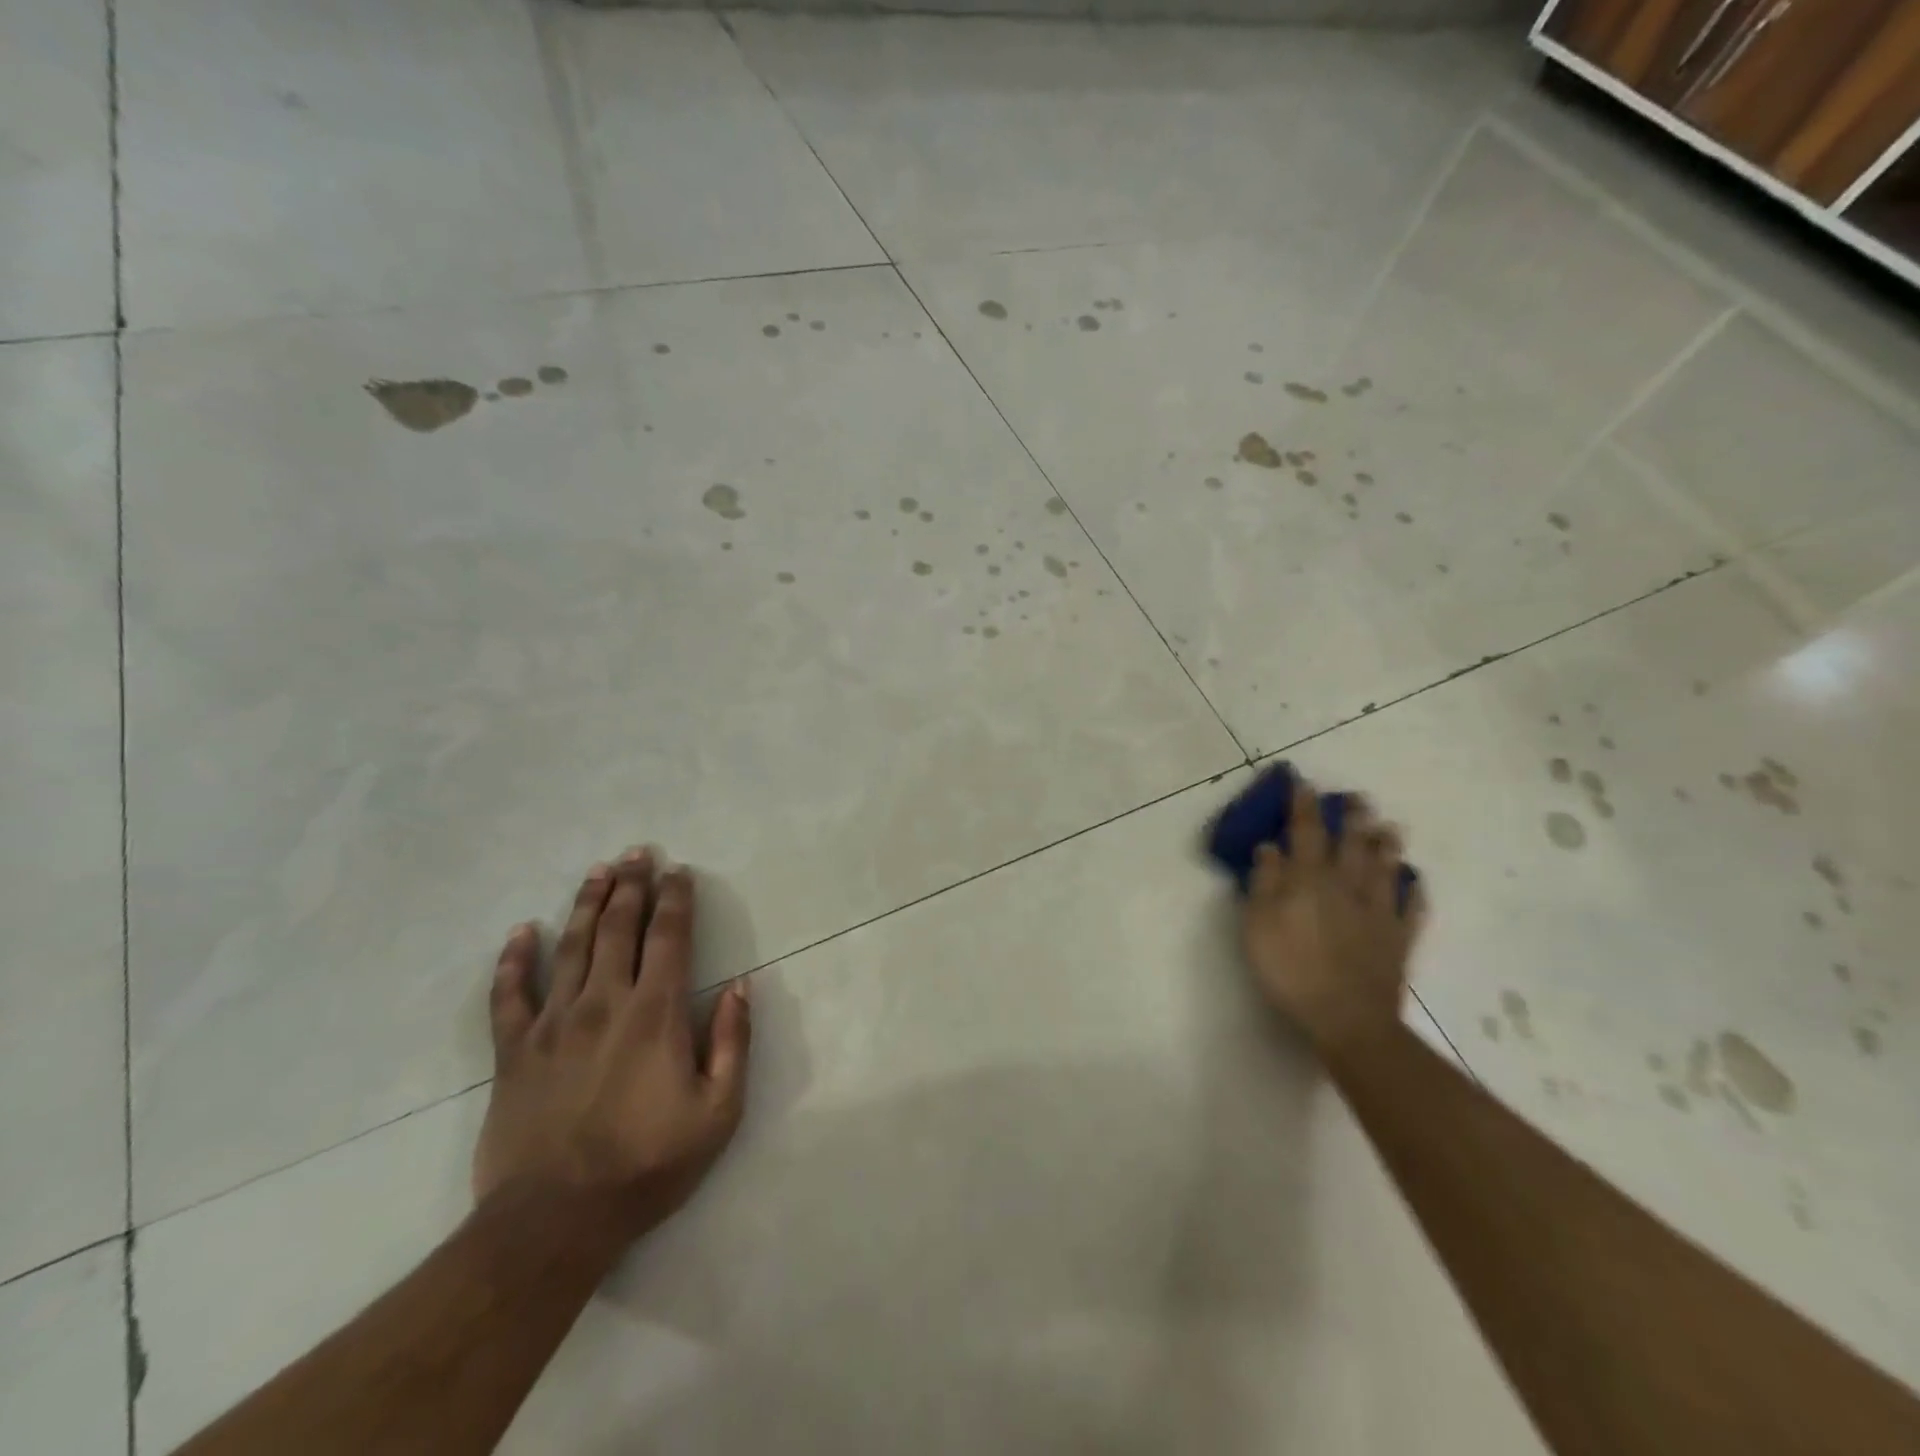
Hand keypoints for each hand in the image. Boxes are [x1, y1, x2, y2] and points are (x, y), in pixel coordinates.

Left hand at [473, 848, 751, 1248]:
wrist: (554, 1221)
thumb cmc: (647, 1165)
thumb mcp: (718, 1112)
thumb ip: (732, 1043)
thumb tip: (741, 987)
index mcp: (656, 1013)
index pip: (670, 938)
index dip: (676, 900)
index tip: (679, 871)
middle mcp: (605, 1002)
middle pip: (620, 928)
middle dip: (632, 886)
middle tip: (637, 852)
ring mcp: (553, 1023)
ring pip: (571, 947)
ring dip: (586, 904)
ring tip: (597, 871)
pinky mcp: (514, 1051)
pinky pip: (509, 995)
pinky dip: (513, 960)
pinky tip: (520, 932)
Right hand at [1240, 773, 1425, 1053]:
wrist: (1347, 1018)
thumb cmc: (1290, 969)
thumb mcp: (1258, 925)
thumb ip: (1263, 882)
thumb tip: (1270, 847)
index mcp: (1309, 879)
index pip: (1306, 832)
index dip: (1304, 807)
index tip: (1305, 784)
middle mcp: (1347, 885)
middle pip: (1352, 843)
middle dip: (1353, 818)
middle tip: (1358, 799)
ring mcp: (1379, 910)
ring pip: (1386, 868)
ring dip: (1387, 845)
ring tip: (1390, 828)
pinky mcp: (1399, 937)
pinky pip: (1412, 906)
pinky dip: (1414, 891)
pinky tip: (1415, 882)